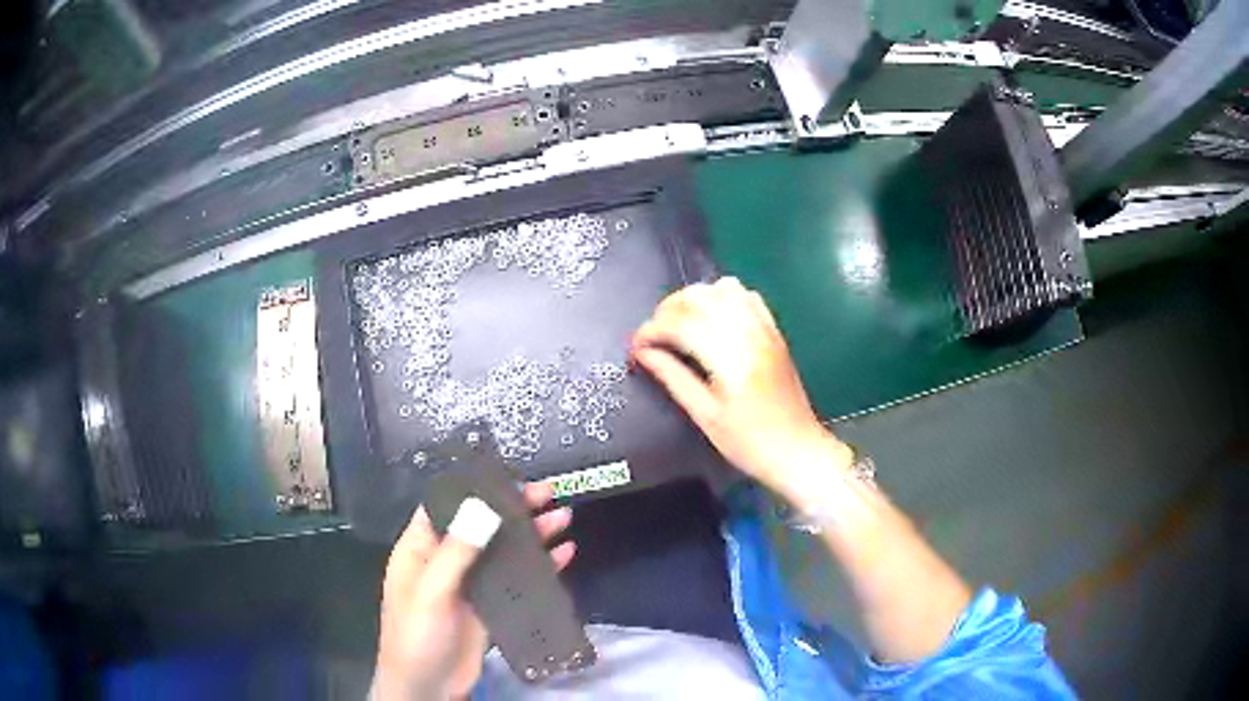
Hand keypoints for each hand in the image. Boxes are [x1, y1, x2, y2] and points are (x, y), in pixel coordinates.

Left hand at [372, 483, 574, 700]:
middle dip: (513, 508)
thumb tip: (483, 506)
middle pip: (482, 525)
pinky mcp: (492, 606)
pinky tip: (564, 555)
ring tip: (563, 516)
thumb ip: (456, 551)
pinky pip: (517, 579)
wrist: (428, 686)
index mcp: (421, 548)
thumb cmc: (416, 634)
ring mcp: (471, 584)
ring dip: (531, 534)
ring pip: (504, 550)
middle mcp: (447, 560)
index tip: (509, 477)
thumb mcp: (431, 591)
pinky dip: (540, 566)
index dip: (476, 490)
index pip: (447, 506)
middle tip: (548, 492)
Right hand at [631, 277, 851, 500]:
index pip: (682, 324)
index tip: (636, 345)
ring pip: (724, 289)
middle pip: (701, 297)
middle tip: (654, 334)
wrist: (797, 450)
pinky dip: (723, 298)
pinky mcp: (774, 332)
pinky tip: (712, 318)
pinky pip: (747, 297)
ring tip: (679, 322)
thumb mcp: (704, 415)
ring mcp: (765, 330)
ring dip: (695, 298)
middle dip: (669, 308)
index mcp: (730, 359)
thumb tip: (643, 353)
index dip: (652, 330)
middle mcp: (749, 335)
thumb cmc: (748, 442)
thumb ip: (672, 377)